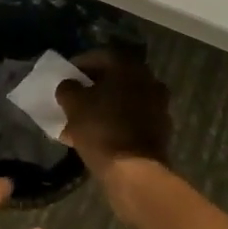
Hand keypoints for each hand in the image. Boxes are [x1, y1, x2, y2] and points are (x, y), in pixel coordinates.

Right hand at [57, 51, 172, 211]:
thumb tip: (69, 85)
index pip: (100, 56)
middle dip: (93, 87)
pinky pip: (133, 119)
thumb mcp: (74, 105)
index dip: (79, 64)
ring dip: (105, 106)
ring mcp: (158, 105)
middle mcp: (148, 79)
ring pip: (124, 99)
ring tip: (83, 120)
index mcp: (128, 67)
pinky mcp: (161, 129)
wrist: (135, 172)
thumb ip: (68, 88)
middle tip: (75, 97)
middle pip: (115, 78)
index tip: (66, 76)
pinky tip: (99, 136)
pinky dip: (117, 122)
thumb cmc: (102, 129)